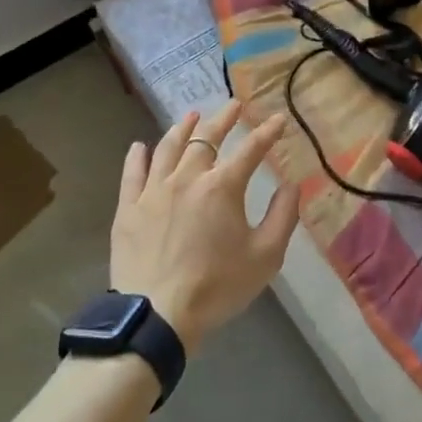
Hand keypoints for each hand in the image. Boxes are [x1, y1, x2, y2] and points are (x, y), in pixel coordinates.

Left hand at [109, 102, 301, 350]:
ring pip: (168, 148)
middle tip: (234, 106)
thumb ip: (283, 217)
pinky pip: (132, 173)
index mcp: (222, 187)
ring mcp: (154, 191)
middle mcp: (187, 178)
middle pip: (206, 139)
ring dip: (182, 129)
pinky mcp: (129, 208)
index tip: (278, 119)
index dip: (267, 132)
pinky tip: (139, 146)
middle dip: (223, 119)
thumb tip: (292, 185)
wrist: (157, 315)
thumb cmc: (217, 287)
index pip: (250, 150)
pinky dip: (137, 156)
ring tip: (191, 116)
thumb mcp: (265, 257)